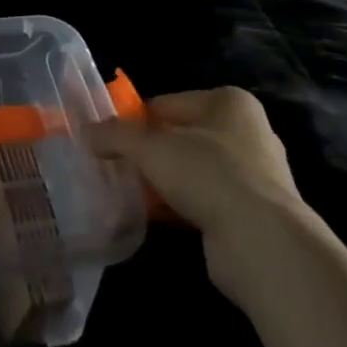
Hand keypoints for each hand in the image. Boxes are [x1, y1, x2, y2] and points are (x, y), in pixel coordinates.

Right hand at [84, 87, 305, 303]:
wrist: (261, 243)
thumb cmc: (208, 174)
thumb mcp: (150, 147)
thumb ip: (115, 135)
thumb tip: (85, 132)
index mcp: (229, 103)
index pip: (168, 103)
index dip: (136, 120)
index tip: (111, 140)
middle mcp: (247, 132)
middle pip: (181, 135)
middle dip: (150, 152)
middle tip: (118, 167)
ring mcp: (254, 175)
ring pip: (192, 170)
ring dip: (164, 181)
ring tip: (131, 193)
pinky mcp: (252, 213)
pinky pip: (204, 200)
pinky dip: (180, 205)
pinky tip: (155, 216)